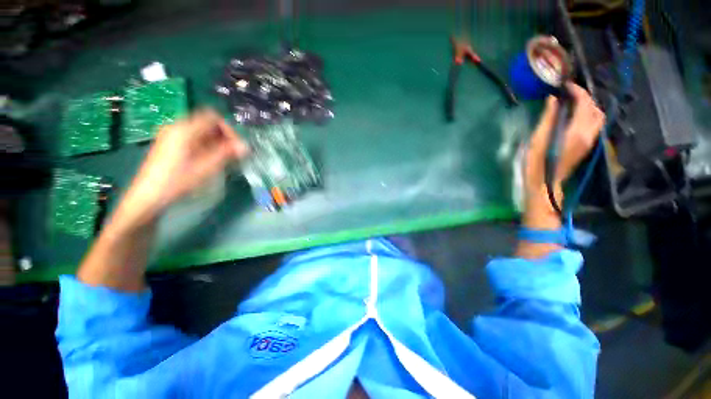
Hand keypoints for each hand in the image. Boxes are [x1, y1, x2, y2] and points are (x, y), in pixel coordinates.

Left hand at [116, 110, 248, 228]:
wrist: (149, 195)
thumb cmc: (178, 180)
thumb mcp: (206, 167)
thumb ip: (226, 153)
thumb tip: (245, 146)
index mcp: (184, 130)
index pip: (213, 117)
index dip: (228, 130)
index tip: (236, 146)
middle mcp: (177, 127)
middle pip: (207, 123)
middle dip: (223, 136)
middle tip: (232, 153)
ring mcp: (171, 134)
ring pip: (201, 131)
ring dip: (215, 141)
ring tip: (223, 158)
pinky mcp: (169, 143)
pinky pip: (193, 137)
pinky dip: (205, 144)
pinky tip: (209, 158)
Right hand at [522, 83, 603, 227]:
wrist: (545, 183)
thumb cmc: (536, 162)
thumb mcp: (538, 139)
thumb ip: (548, 118)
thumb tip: (553, 99)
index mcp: (576, 131)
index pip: (585, 104)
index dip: (577, 91)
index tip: (566, 85)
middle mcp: (588, 134)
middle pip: (596, 109)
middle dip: (586, 97)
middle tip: (570, 93)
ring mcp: (589, 141)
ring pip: (598, 117)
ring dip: (588, 106)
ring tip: (572, 103)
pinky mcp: (586, 146)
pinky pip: (593, 125)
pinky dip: (587, 115)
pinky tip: (574, 116)